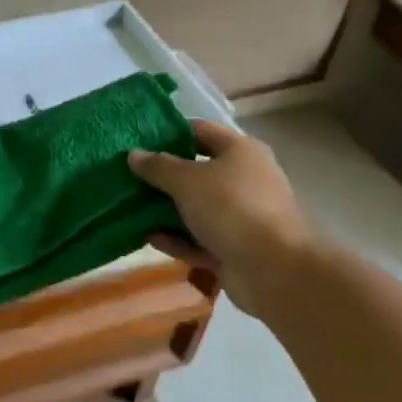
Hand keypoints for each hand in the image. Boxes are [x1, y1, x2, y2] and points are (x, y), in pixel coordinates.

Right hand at [128, 120, 315, 313]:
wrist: (273, 269)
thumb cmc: (231, 207)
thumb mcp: (186, 180)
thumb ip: (157, 166)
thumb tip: (134, 154)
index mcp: (241, 152)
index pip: (199, 131)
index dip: (168, 133)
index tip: (137, 140)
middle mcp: (244, 179)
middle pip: (197, 171)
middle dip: (163, 175)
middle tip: (127, 175)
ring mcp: (241, 216)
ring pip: (196, 207)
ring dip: (166, 209)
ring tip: (130, 207)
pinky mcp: (235, 248)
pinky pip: (199, 239)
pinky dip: (176, 238)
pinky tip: (148, 238)